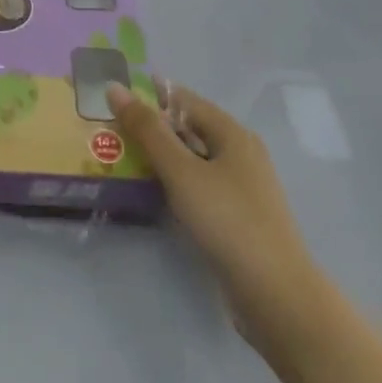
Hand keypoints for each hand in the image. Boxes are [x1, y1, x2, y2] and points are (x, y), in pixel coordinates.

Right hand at [108, 81, 330, 348]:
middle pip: (187, 128)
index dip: (148, 94)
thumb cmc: (227, 221)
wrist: (275, 295)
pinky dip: (171, 182)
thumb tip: (114, 87)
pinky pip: (196, 185)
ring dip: (158, 156)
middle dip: (149, 126)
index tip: (110, 96)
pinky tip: (148, 191)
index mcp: (232, 134)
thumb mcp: (181, 171)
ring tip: (117, 156)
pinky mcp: (235, 216)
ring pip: (191, 159)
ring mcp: (240, 187)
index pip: (183, 99)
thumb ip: (147, 130)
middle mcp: (239, 154)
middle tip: (106, 128)